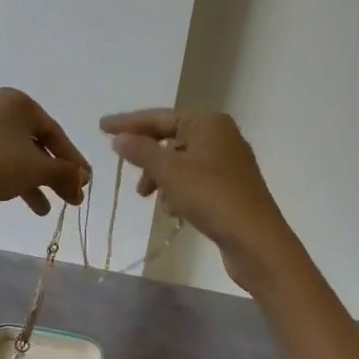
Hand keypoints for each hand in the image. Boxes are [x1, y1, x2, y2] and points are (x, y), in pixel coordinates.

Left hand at [0, 89, 89, 221]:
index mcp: (14, 101)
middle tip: (73, 196)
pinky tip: (32, 206)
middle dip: (56, 173)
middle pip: (35, 144)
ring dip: (39, 181)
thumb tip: (83, 179)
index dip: (72, 158)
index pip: (53, 131)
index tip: (85, 180)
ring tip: (51, 209)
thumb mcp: (40, 168)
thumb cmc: (0, 165)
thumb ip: (66, 172)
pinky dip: (17, 180)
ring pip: (18, 155)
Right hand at [101, 108, 297, 290]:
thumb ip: (141, 151)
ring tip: (150, 199)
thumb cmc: (211, 197)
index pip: (159, 117)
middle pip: (170, 139)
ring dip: (161, 179)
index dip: (128, 123)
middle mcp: (220, 136)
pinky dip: (178, 191)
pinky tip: (173, 210)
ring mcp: (227, 163)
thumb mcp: (169, 172)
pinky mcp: (230, 187)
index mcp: (208, 123)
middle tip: (128, 173)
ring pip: (180, 163)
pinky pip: (194, 180)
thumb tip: (120, 138)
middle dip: (147, 158)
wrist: (257, 241)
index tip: (101, 126)